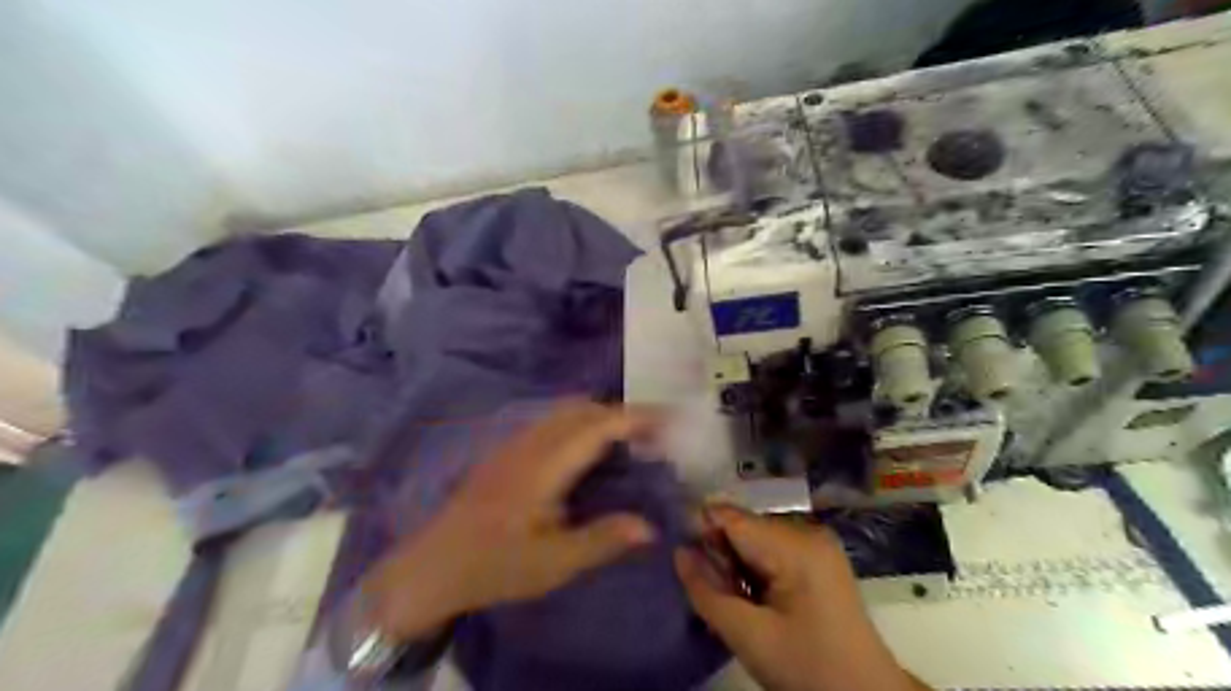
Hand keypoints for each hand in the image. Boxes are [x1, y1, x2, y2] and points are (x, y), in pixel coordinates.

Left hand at [359, 400, 658, 640]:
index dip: (635, 418)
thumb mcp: (554, 564)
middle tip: (653, 434)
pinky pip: (551, 420)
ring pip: (564, 410)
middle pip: (582, 408)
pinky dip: (580, 422)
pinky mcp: (506, 450)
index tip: (668, 420)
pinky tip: (587, 449)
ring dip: (600, 415)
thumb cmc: (495, 566)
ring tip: (627, 439)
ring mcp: (514, 443)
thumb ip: (603, 540)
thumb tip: (649, 527)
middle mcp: (530, 444)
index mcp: (544, 467)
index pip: (596, 426)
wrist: (432, 566)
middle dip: (621, 413)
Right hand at [676, 504, 928, 690]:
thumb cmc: (808, 668)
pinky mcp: (817, 557)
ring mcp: (815, 542)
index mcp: (795, 545)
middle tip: (717, 593)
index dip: (699, 530)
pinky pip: (770, 549)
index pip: (731, 516)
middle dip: (720, 553)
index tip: (678, 555)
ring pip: (753, 537)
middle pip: (742, 525)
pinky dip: (753, 569)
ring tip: (738, 602)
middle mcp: (806, 531)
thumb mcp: (749, 636)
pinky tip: (755, 599)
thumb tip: (678, 551)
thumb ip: (707, 592)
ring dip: (735, 563)